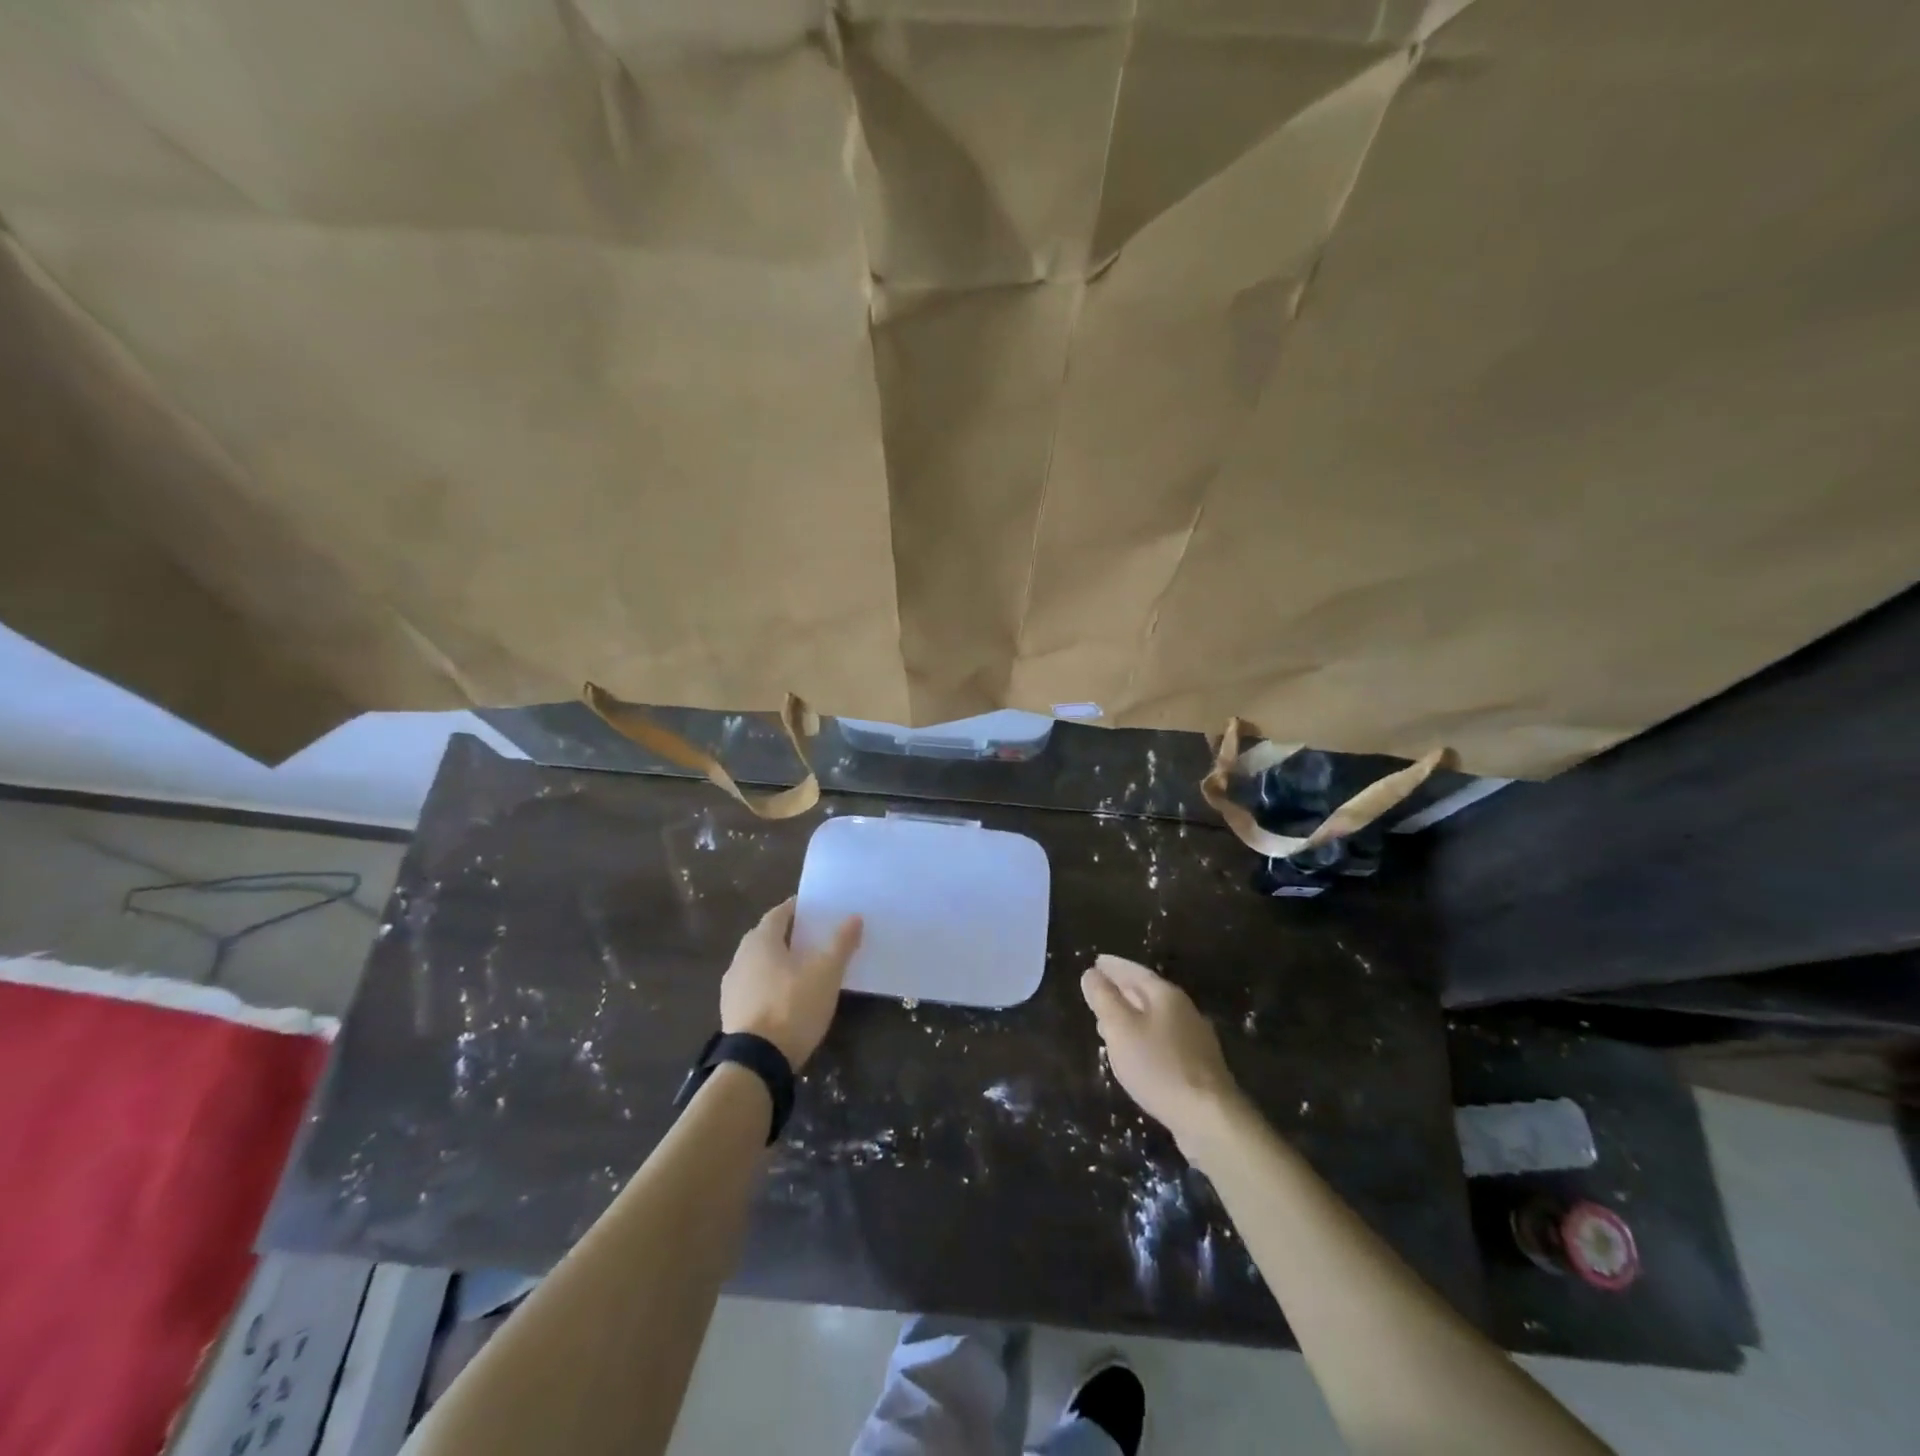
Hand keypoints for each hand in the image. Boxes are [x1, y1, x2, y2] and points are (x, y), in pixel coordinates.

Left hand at [720, 898, 862, 1068]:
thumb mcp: (826, 973)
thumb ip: (840, 943)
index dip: (798, 909)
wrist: (756, 1062)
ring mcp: (732, 986)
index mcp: (761, 941)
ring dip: (778, 962)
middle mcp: (740, 957)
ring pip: (758, 963)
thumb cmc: (792, 1006)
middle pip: (766, 937)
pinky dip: (769, 985)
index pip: (779, 913)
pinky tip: (785, 998)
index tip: (817, 910)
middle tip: (814, 938)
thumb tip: (854, 918)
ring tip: (803, 970)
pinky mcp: (730, 1012)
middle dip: (789, 935)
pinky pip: (753, 987)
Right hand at [1081, 954, 1243, 1149]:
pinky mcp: (1197, 1064)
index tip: (1096, 962)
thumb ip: (1104, 999)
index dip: (1113, 966)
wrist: (1208, 1117)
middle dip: (1120, 990)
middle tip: (1098, 991)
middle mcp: (1183, 1010)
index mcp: (1165, 995)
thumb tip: (1092, 974)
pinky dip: (1142, 1037)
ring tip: (1107, 1023)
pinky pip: (1162, 1039)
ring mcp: (1194, 1038)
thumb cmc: (1158, 1066)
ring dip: (1130, 1016)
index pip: (1135, 971)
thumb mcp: (1121, 1029)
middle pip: (1146, 992)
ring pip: (1154, 1017)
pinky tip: (1133, 1053)